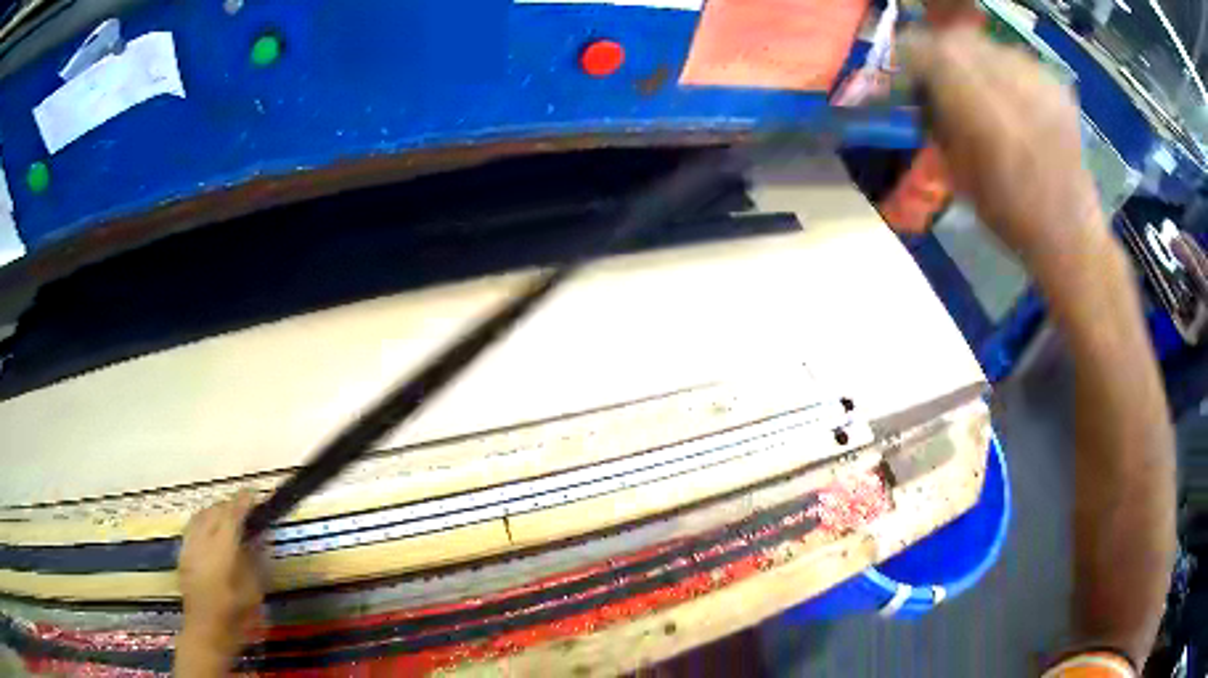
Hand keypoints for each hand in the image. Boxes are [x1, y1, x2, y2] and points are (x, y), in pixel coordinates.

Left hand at [177, 492, 263, 660]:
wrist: (205, 635)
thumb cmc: (235, 619)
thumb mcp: (253, 593)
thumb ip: (254, 561)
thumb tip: (259, 538)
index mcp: (221, 552)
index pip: (231, 516)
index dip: (242, 502)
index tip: (254, 494)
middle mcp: (202, 543)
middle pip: (214, 512)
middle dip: (230, 506)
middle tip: (245, 508)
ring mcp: (189, 546)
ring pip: (201, 515)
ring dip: (215, 511)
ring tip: (229, 516)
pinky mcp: (182, 553)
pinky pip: (193, 526)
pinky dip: (204, 520)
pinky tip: (212, 530)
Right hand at [900, 27, 1107, 272]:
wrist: (1069, 234)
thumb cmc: (1009, 215)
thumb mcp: (957, 172)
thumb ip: (938, 120)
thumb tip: (922, 88)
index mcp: (981, 111)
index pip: (930, 52)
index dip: (913, 57)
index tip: (909, 74)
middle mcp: (1010, 84)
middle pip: (958, 40)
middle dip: (942, 53)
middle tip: (941, 76)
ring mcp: (1038, 82)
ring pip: (987, 45)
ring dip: (974, 59)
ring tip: (978, 87)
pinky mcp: (1056, 86)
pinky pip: (1015, 58)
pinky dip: (1003, 68)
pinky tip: (1009, 96)